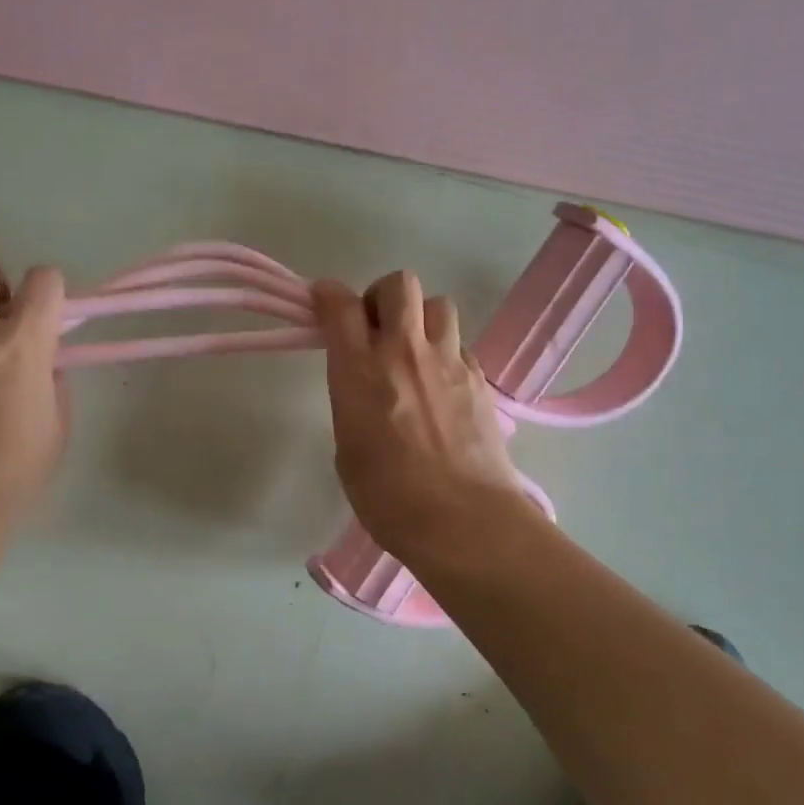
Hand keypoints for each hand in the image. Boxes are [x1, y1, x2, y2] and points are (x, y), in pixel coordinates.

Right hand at [312, 271, 528, 563]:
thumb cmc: (389, 498)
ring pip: (438, 304)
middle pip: (398, 284)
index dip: (328, 294)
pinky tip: (443, 387)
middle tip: (377, 328)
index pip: (340, 305)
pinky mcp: (479, 379)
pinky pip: (460, 345)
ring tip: (415, 353)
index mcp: (360, 370)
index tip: (323, 300)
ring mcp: (448, 362)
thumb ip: (353, 404)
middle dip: (382, 296)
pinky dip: (446, 354)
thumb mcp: (348, 449)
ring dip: (421, 319)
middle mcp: (404, 352)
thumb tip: (367, 390)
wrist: (463, 520)